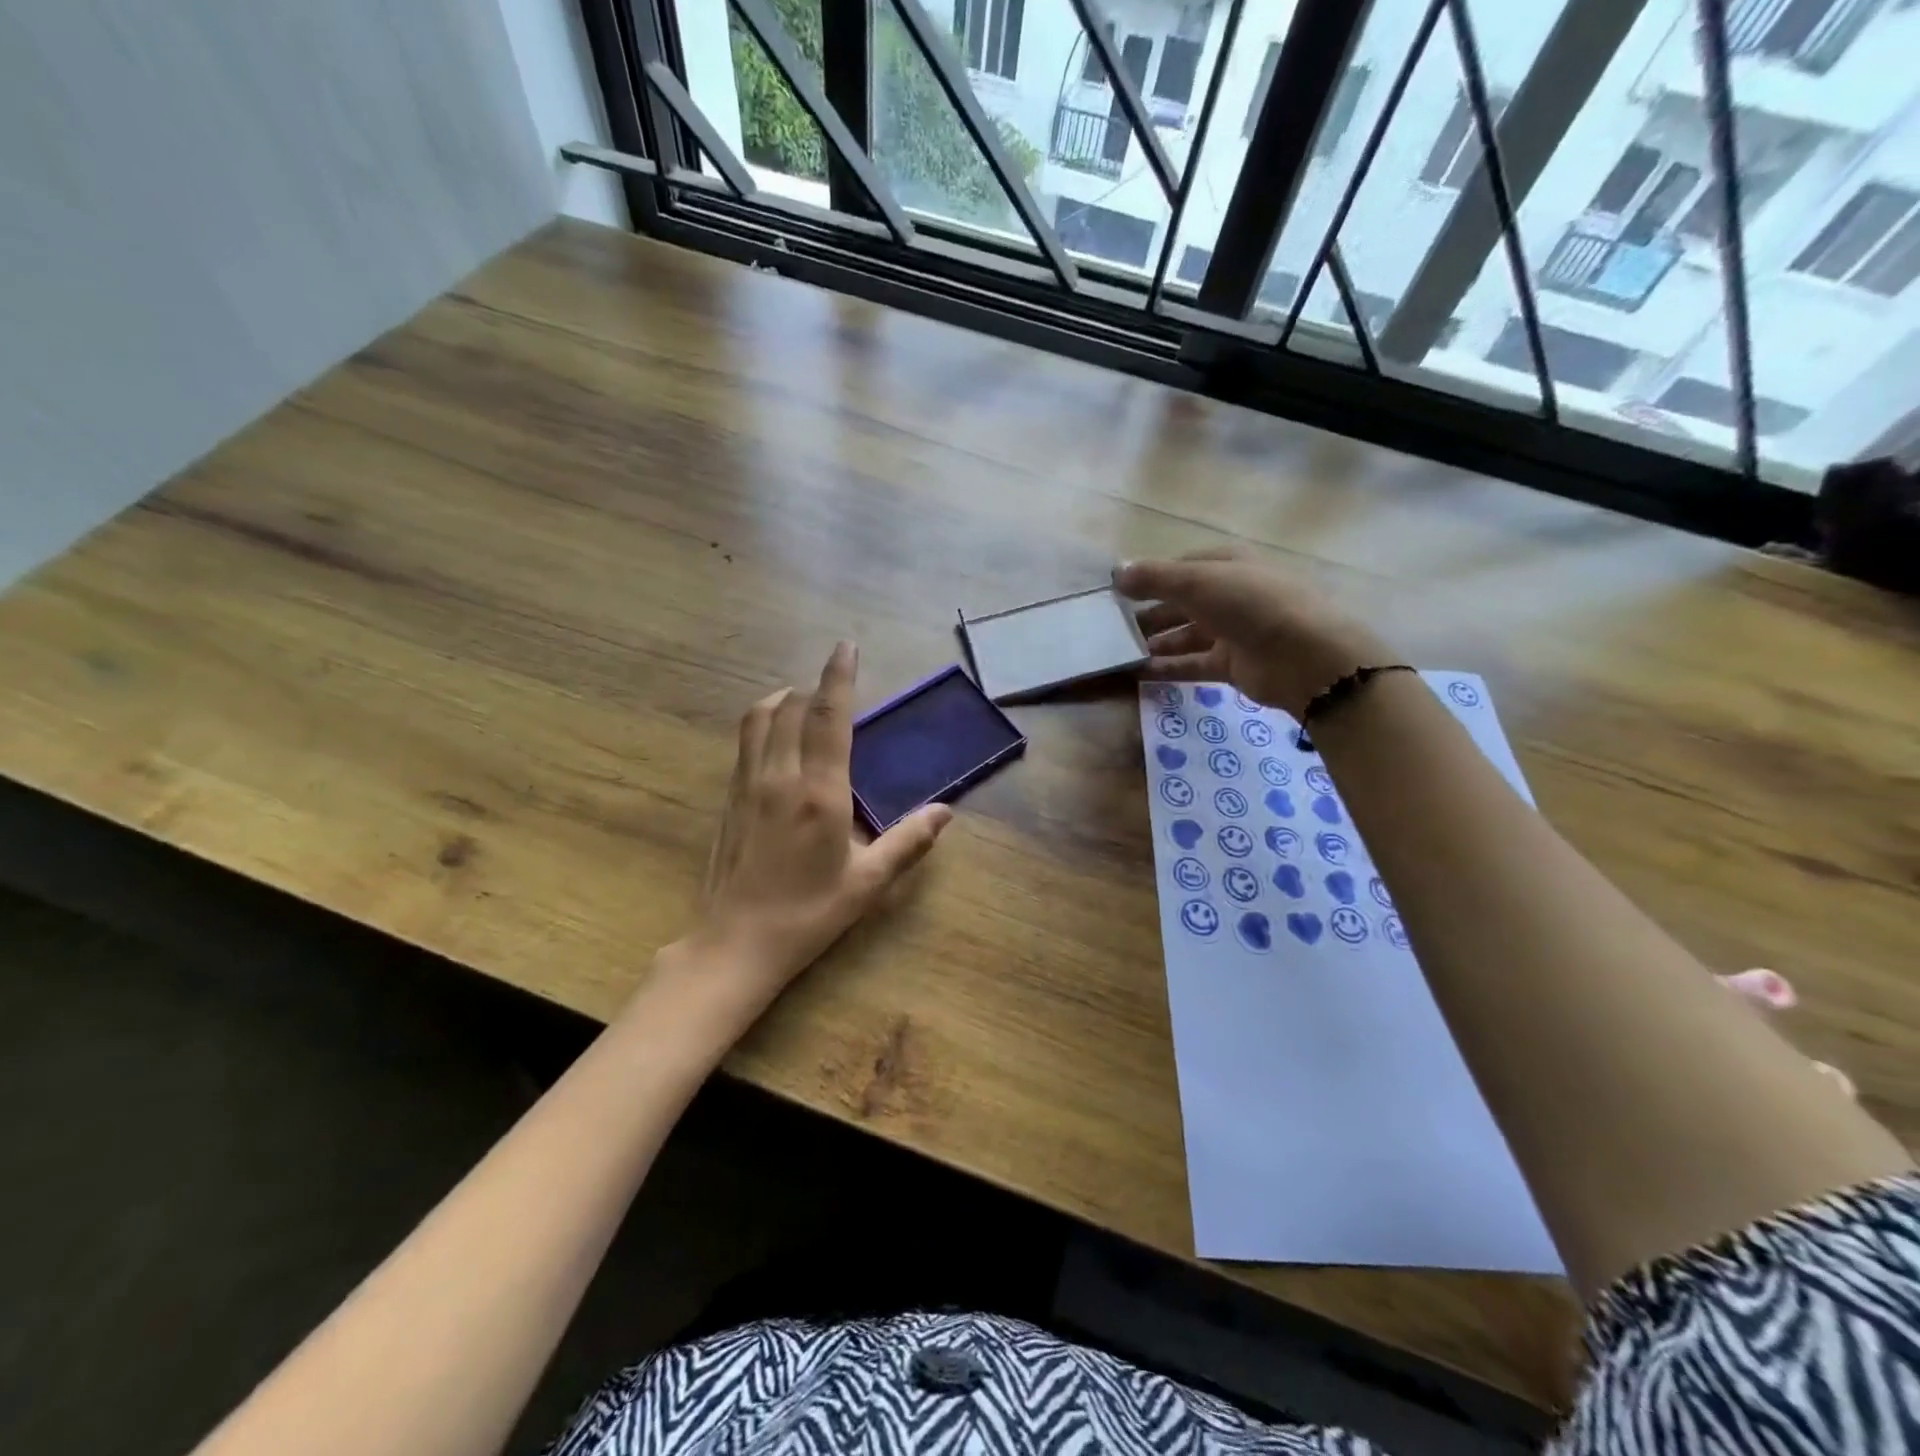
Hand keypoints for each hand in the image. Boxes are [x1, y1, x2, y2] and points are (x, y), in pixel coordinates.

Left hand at [671, 641, 952, 1013]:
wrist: (734, 944)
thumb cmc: (808, 915)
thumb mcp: (868, 883)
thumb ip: (908, 842)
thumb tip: (946, 811)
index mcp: (818, 793)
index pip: (828, 718)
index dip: (838, 677)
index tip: (846, 647)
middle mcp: (779, 777)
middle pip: (790, 708)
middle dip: (813, 688)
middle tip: (835, 688)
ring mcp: (746, 786)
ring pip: (758, 719)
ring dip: (782, 700)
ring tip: (802, 703)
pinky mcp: (729, 799)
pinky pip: (745, 743)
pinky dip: (763, 724)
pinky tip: (776, 742)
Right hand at [1114, 548, 1394, 720]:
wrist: (1304, 656)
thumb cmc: (1250, 604)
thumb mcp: (1197, 581)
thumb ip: (1154, 578)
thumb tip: (1116, 572)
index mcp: (1226, 565)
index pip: (1180, 568)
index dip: (1149, 578)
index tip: (1116, 594)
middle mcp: (1229, 595)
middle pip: (1180, 603)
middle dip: (1148, 614)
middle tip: (1111, 628)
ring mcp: (1232, 631)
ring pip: (1184, 635)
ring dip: (1154, 643)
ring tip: (1120, 652)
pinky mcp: (1231, 665)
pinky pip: (1191, 664)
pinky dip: (1166, 668)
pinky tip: (1137, 673)